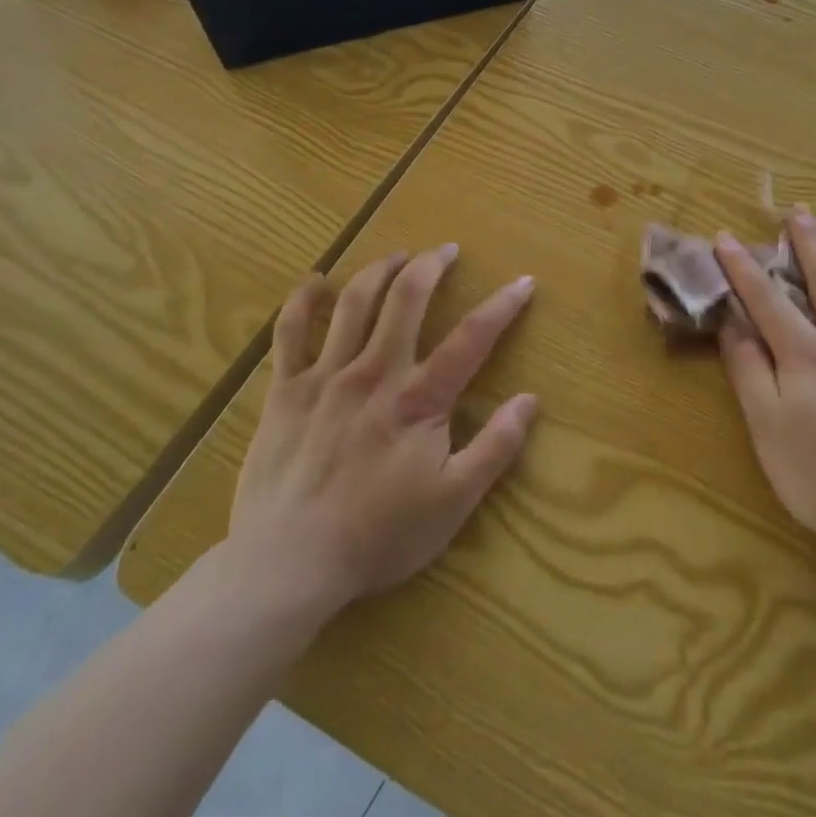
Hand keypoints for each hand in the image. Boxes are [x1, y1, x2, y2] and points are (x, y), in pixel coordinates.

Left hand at [219, 245, 538, 622]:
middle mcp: (374, 372)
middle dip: (431, 266)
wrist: (287, 566)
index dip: (502, 305)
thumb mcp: (453, 502)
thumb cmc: (378, 536)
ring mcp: (324, 377)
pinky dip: (303, 301)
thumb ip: (495, 448)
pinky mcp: (284, 391)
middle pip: (406, 299)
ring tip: (398, 256)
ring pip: (354, 303)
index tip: (523, 282)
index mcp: (418, 399)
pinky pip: (289, 333)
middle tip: (446, 250)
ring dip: (379, 270)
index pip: (471, 338)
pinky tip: (315, 282)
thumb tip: (530, 401)